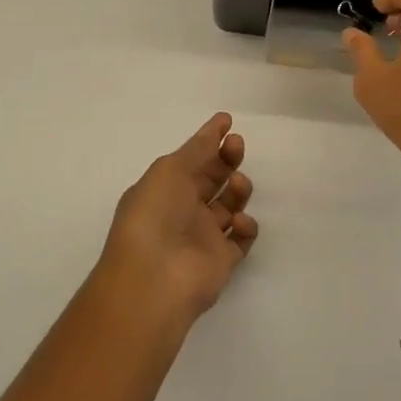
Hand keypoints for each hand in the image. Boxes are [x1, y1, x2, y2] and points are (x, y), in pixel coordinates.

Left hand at [96, 113, 257, 322]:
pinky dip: (246, 225)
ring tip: (237, 185)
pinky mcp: (222, 260)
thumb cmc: (155, 215)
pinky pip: (242, 238)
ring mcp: (203, 236)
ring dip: (238, 189)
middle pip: (212, 178)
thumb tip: (217, 125)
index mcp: (163, 187)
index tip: (228, 122)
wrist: (155, 277)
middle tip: (237, 146)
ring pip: (229, 205)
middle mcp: (182, 210)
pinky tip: (239, 221)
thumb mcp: (169, 170)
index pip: (190, 158)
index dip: (209, 140)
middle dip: (227, 159)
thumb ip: (197, 148)